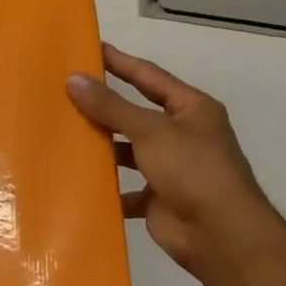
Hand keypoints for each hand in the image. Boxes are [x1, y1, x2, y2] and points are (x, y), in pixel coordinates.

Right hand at [66, 44, 277, 285]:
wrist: (220, 236)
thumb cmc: (192, 169)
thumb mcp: (150, 130)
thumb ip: (111, 106)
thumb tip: (73, 79)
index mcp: (192, 109)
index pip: (150, 76)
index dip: (121, 62)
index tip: (91, 49)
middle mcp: (183, 135)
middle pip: (137, 114)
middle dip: (105, 106)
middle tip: (66, 91)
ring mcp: (171, 168)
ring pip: (129, 150)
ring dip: (103, 146)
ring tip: (64, 133)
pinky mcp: (159, 198)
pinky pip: (126, 187)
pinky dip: (106, 186)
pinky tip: (78, 179)